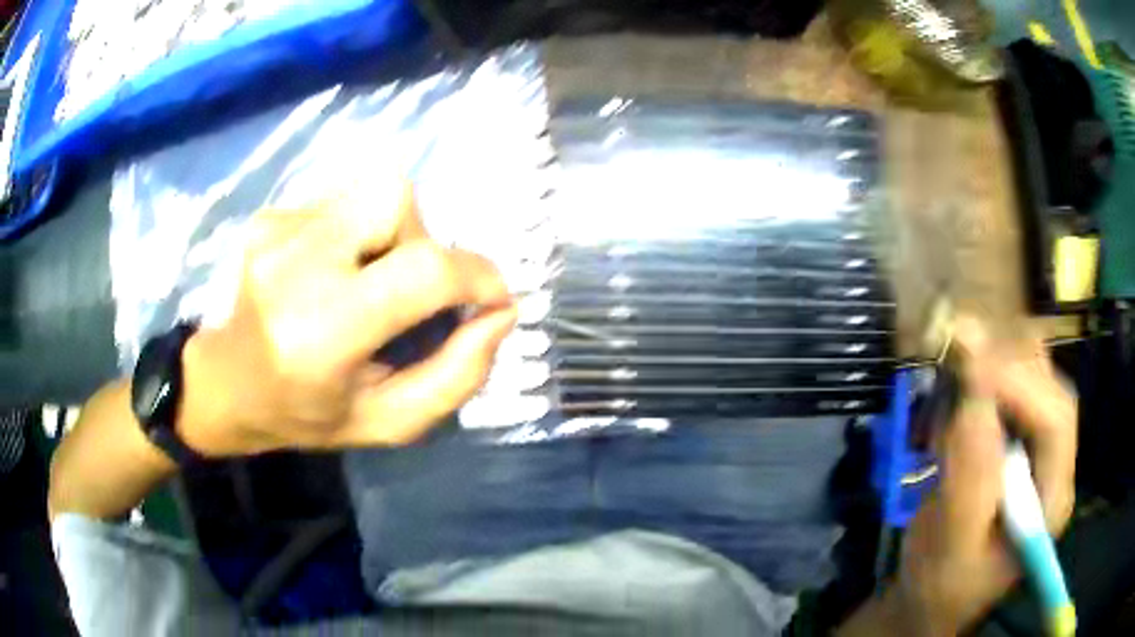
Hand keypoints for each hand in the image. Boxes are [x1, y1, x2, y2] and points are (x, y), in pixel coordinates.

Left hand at [179, 183, 516, 455]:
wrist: (225, 385)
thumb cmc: (305, 414)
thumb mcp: (389, 422)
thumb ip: (456, 376)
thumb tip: (501, 313)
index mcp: (322, 331)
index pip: (423, 270)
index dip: (475, 275)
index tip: (490, 297)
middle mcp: (294, 265)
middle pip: (395, 197)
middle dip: (423, 241)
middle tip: (406, 292)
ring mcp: (275, 231)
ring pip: (373, 189)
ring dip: (392, 232)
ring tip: (368, 279)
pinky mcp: (268, 216)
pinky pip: (341, 200)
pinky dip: (357, 231)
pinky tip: (332, 271)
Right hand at [891, 320, 1076, 634]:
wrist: (933, 596)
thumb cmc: (941, 584)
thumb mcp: (950, 546)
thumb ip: (969, 479)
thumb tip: (974, 398)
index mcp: (1052, 499)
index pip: (1056, 420)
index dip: (1021, 384)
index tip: (970, 365)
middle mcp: (1056, 463)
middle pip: (1047, 386)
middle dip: (1003, 365)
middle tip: (954, 351)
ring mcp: (1040, 448)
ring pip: (1031, 375)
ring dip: (991, 365)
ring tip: (952, 382)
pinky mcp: (1020, 440)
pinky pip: (1009, 386)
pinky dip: (981, 377)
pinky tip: (956, 400)